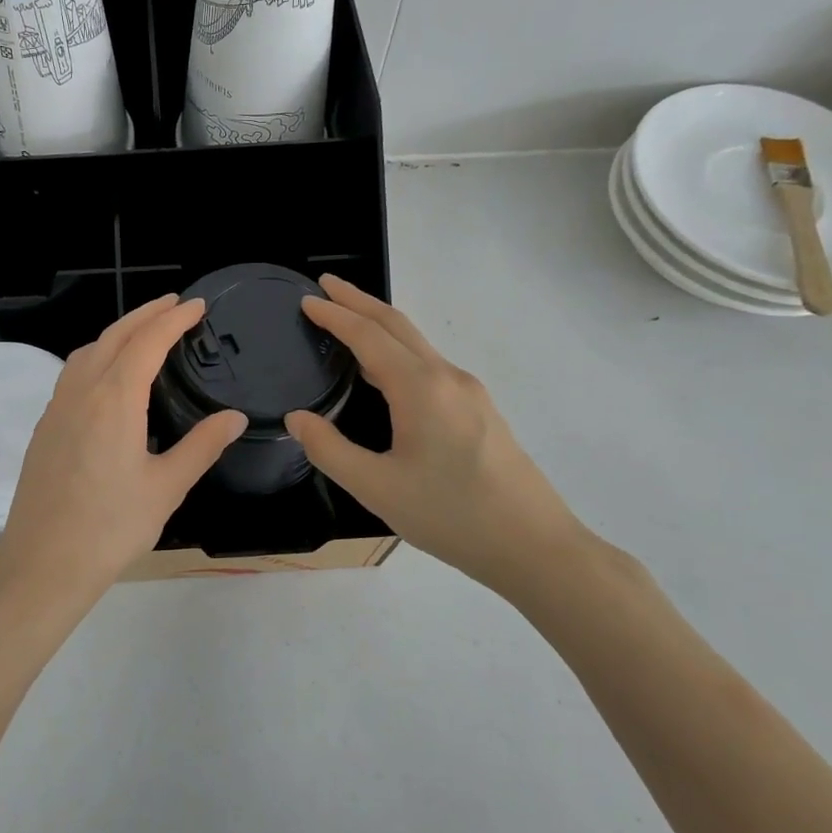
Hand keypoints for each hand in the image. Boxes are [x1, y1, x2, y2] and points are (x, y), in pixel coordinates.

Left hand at [0, 295, 246, 625]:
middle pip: (113, 337)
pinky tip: (107, 377)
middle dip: (145, 315)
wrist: (43, 564)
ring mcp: (56, 409)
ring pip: (87, 352)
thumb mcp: (166, 487)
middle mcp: (81, 393)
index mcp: (114, 400)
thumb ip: (201, 446)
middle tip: (173, 305)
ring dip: (117, 333)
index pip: (147, 343)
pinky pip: (72, 374)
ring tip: (143, 333)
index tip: (196, 306)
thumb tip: (234, 417)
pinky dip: (96, 356)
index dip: (173, 319)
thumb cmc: (111, 528)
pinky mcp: (44, 428)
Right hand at [284, 276, 590, 596]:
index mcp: (420, 388)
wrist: (533, 545)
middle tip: (326, 286)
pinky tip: (385, 372)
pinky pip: (429, 365)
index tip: (307, 299)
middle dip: (359, 302)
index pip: (369, 336)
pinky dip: (398, 351)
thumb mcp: (377, 488)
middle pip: (397, 326)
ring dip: (380, 326)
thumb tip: (298, 419)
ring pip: (416, 345)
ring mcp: (469, 392)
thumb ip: (330, 450)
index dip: (335, 315)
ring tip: (347, 321)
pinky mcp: (479, 410)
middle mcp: (447, 378)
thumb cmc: (451, 516)